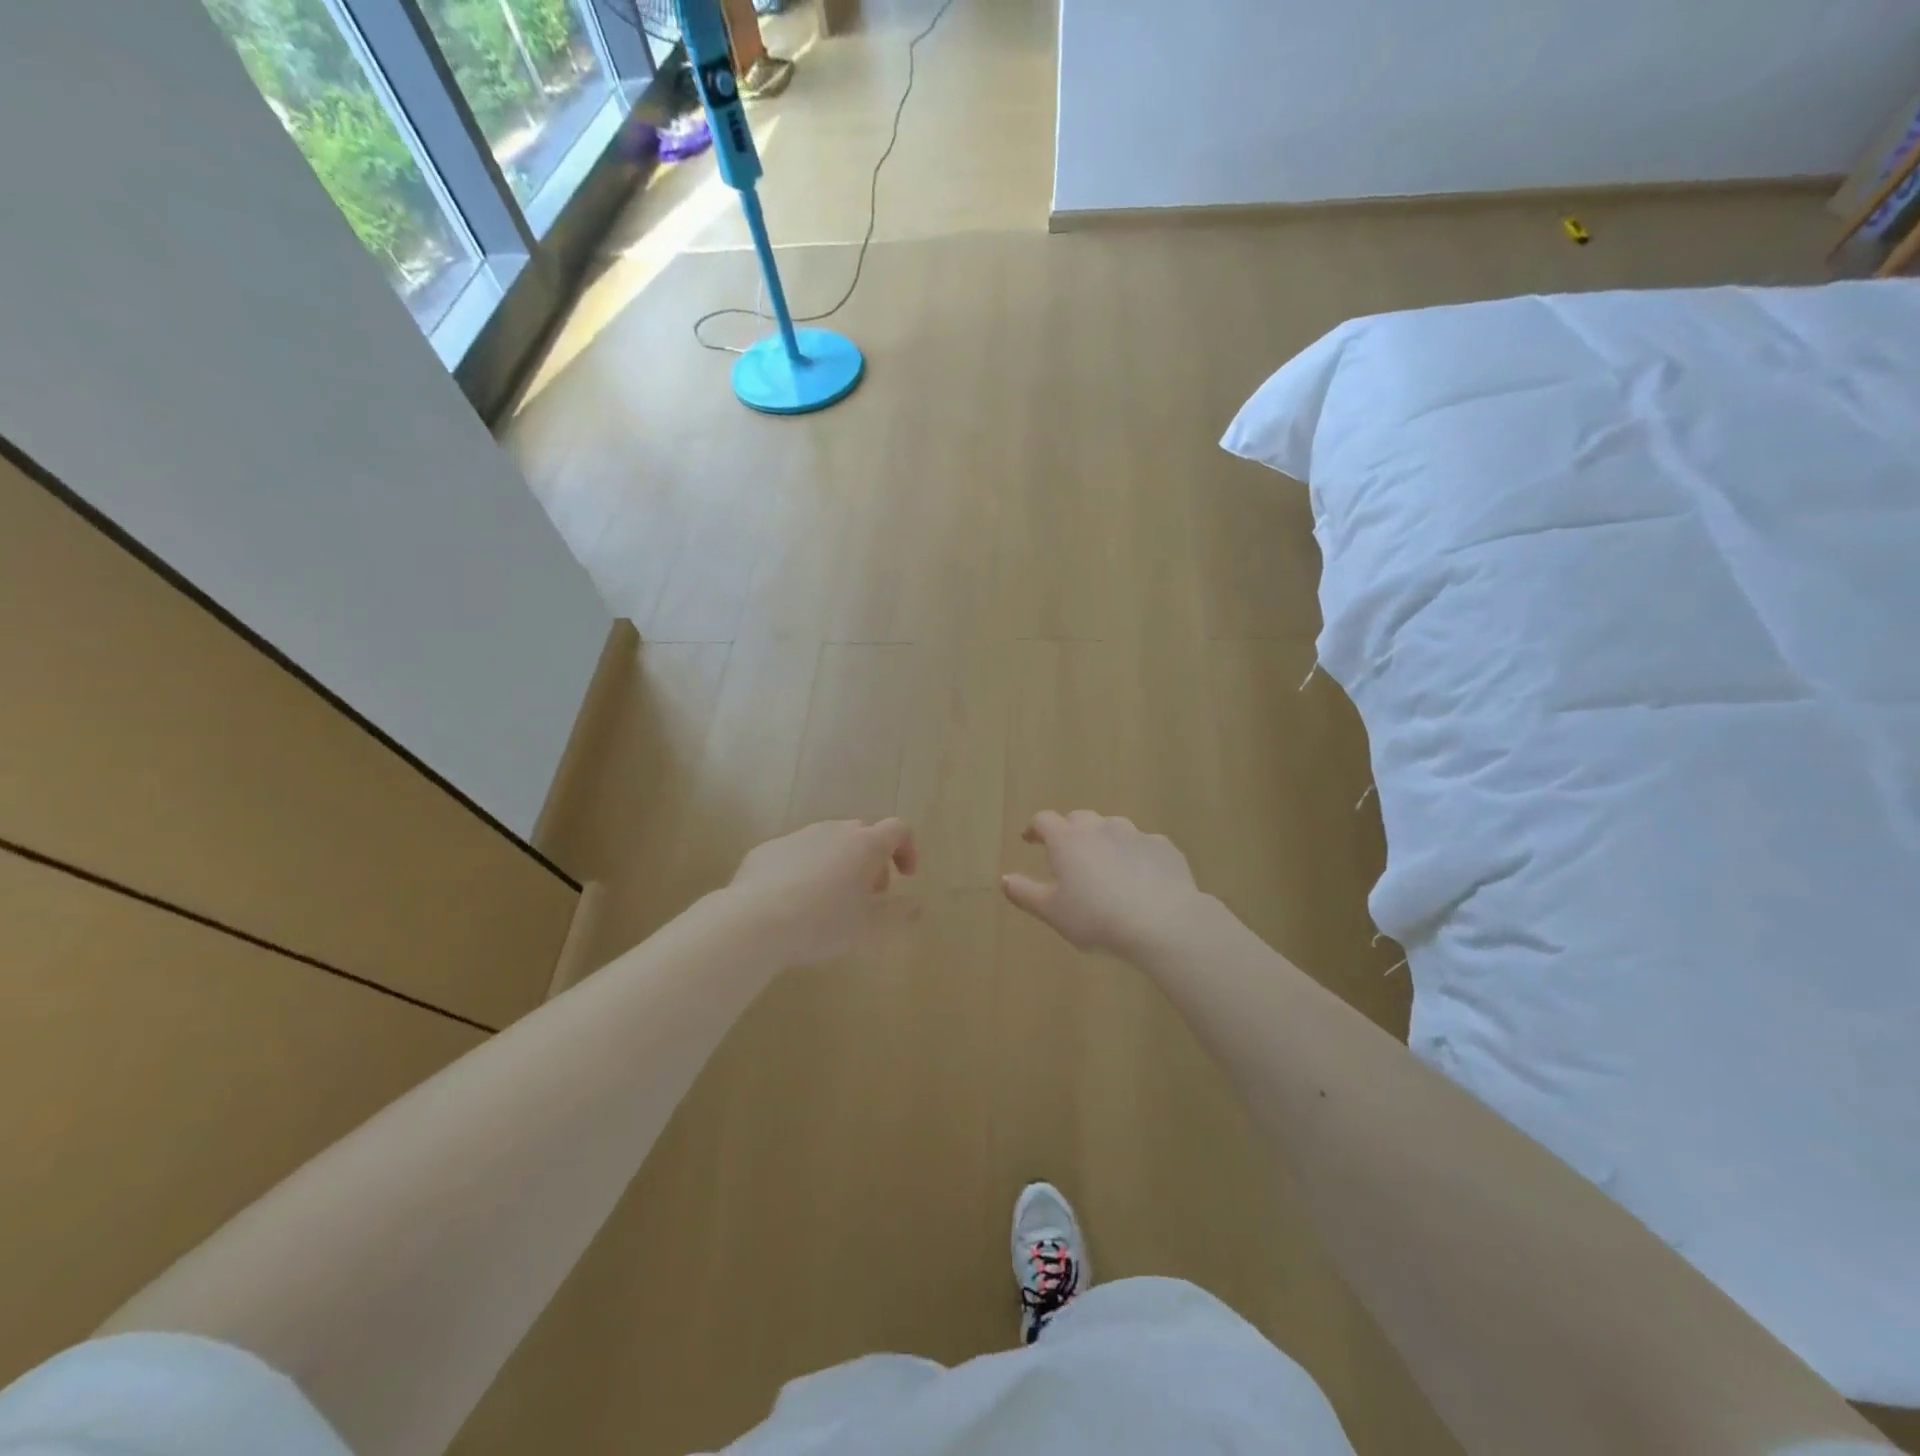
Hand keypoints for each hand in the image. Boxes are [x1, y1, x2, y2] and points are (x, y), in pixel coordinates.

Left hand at [728, 818, 917, 966]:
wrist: (754, 922)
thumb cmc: (823, 922)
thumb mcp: (869, 927)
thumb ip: (898, 914)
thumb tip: (916, 906)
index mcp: (865, 844)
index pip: (898, 830)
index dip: (907, 849)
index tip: (905, 877)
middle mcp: (833, 831)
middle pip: (862, 835)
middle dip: (871, 861)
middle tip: (867, 896)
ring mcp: (797, 837)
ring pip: (827, 843)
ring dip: (837, 864)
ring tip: (828, 902)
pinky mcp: (767, 850)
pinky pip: (796, 854)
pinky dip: (804, 871)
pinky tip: (792, 903)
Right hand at [1002, 811, 1204, 957]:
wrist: (1162, 922)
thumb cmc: (1096, 918)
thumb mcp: (1053, 912)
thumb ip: (1025, 893)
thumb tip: (1004, 879)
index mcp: (1067, 840)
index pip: (1044, 820)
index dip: (1035, 828)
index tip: (1031, 839)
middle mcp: (1100, 828)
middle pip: (1079, 818)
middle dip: (1070, 831)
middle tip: (1068, 853)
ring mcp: (1135, 834)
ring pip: (1114, 828)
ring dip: (1105, 840)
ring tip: (1106, 865)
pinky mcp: (1164, 847)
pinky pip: (1144, 845)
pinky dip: (1136, 855)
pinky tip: (1141, 877)